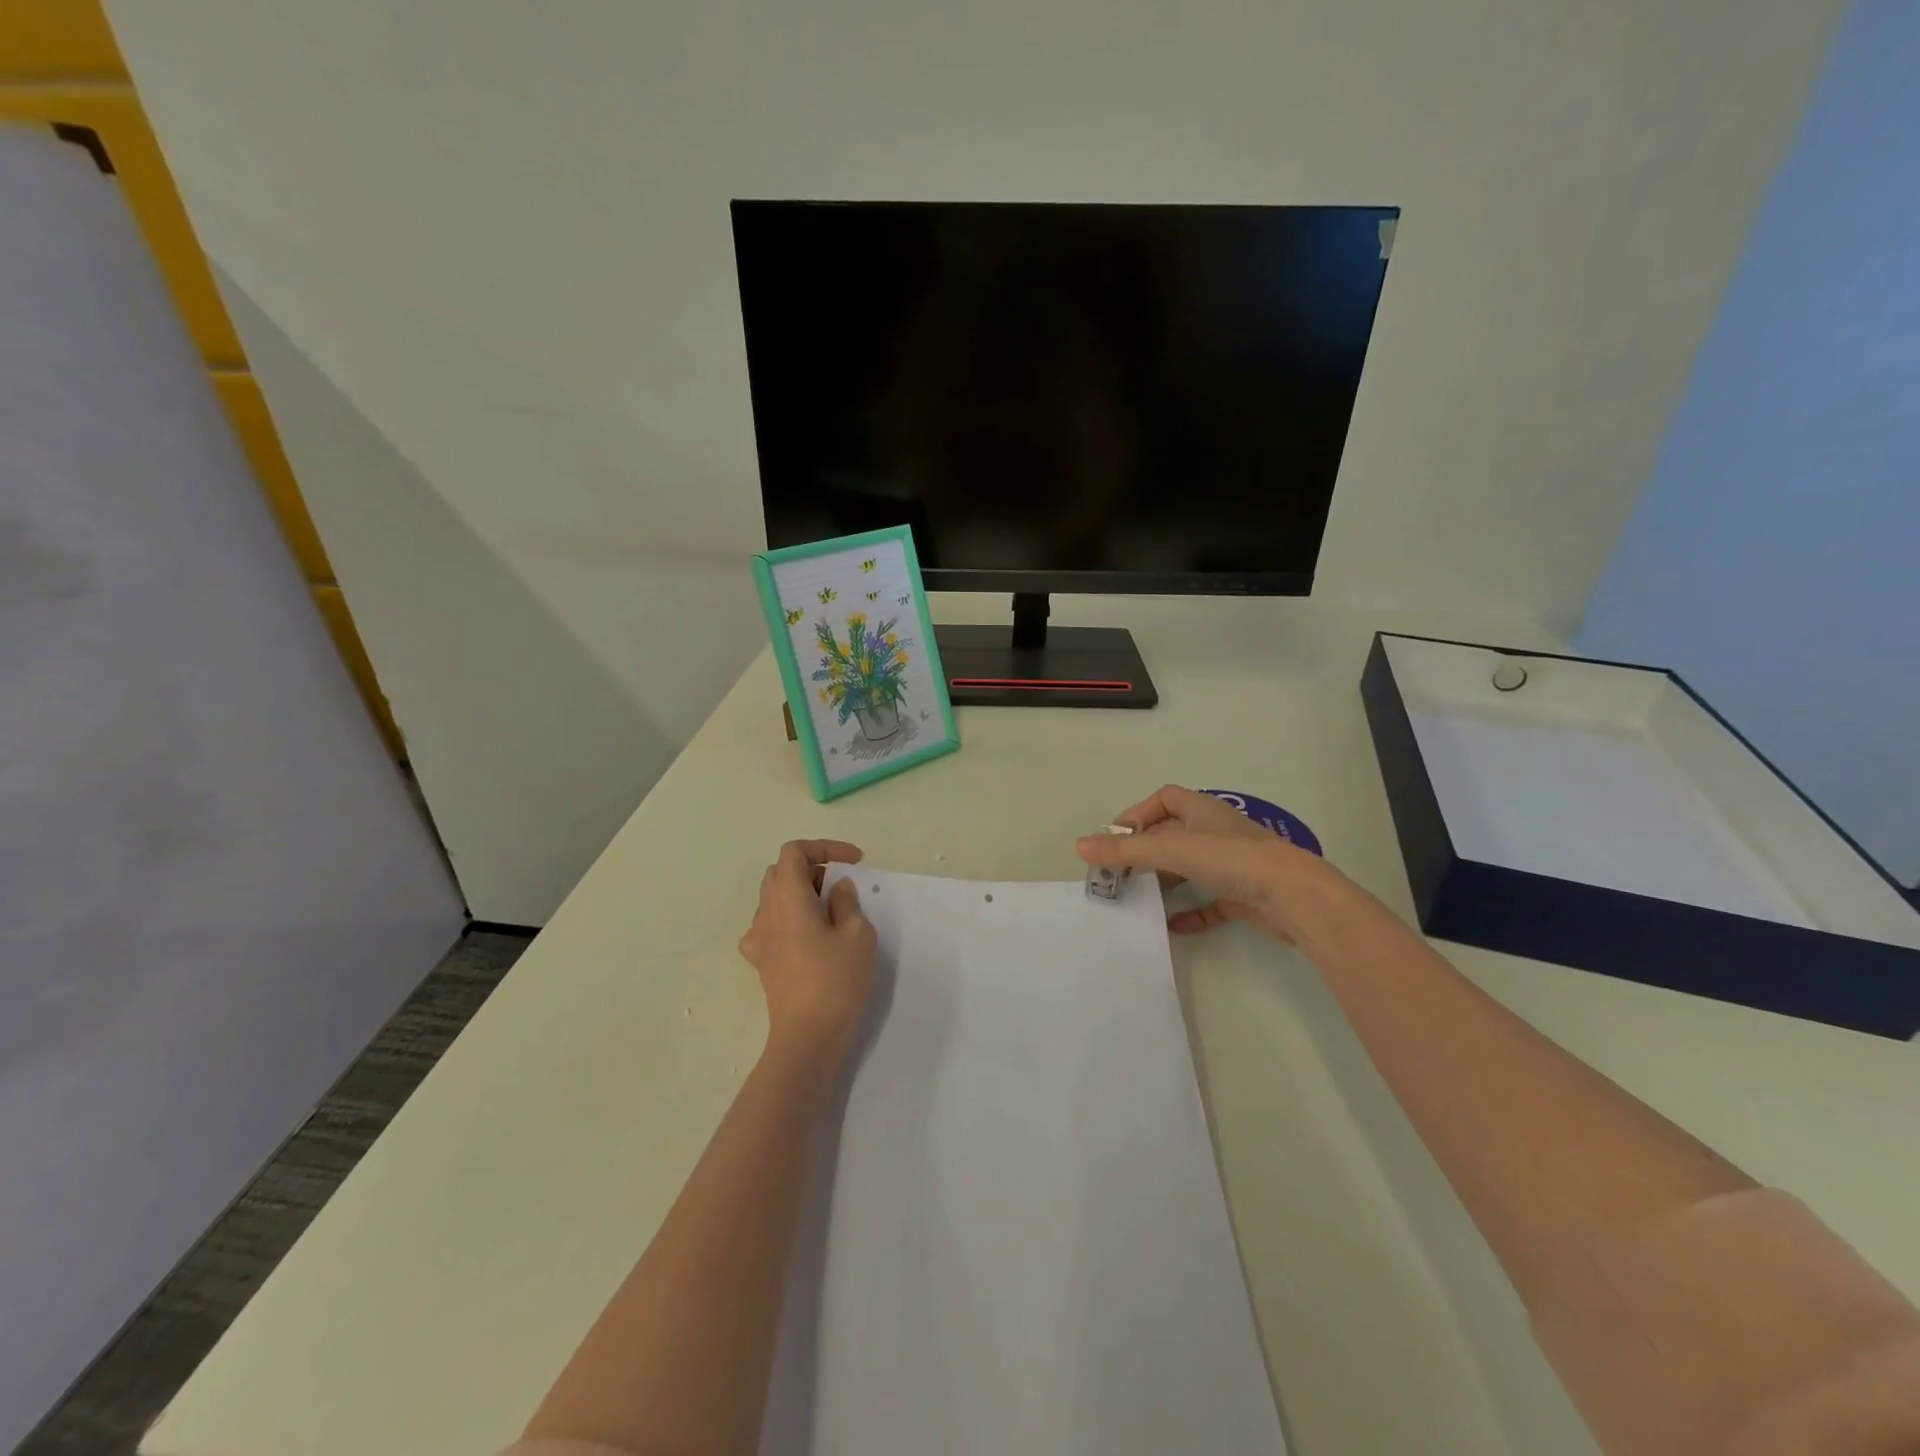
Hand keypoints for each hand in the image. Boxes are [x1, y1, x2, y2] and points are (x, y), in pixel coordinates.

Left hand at [738, 840, 876, 1062]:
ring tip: (833, 912)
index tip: (854, 863)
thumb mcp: (857, 934)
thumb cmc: (836, 981)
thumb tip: (836, 889)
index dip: (824, 848)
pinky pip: (772, 925)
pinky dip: (792, 918)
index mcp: (787, 898)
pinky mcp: (761, 962)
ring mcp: (758, 939)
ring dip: (803, 893)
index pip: (794, 852)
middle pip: (781, 872)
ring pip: (775, 898)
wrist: (808, 1038)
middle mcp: (765, 912)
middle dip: (813, 868)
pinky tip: (812, 937)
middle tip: (842, 885)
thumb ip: (846, 902)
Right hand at [1076, 785, 1326, 938]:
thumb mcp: (1170, 850)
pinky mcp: (1243, 895)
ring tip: (1139, 897)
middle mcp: (1216, 832)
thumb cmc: (1231, 859)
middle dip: (1145, 852)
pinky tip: (1172, 926)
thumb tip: (1079, 846)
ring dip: (1164, 881)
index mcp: (1201, 811)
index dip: (1138, 814)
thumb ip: (1125, 850)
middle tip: (1118, 873)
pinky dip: (1190, 912)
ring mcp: (1232, 864)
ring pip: (1189, 868)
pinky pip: (1209, 902)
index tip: (1117, 838)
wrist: (1293, 896)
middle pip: (1172, 835)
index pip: (1164, 799)